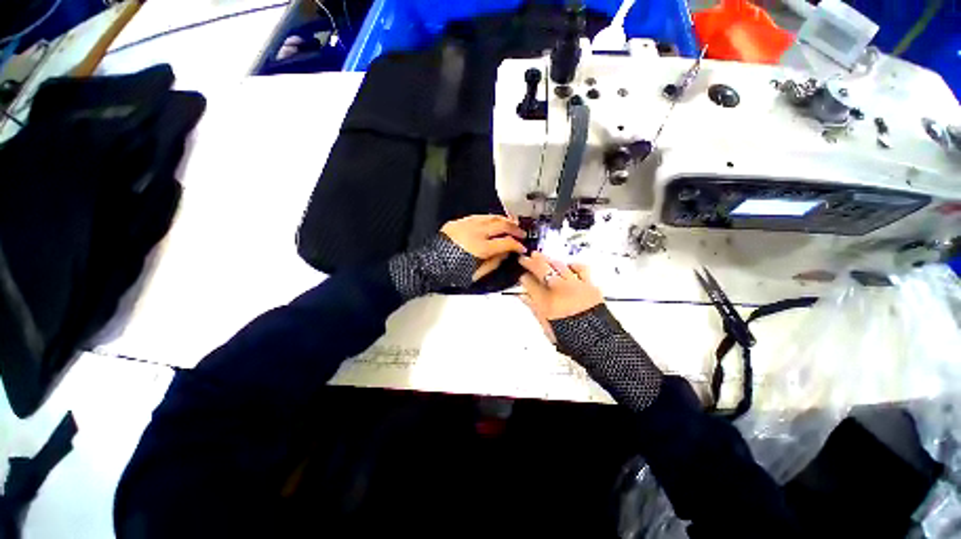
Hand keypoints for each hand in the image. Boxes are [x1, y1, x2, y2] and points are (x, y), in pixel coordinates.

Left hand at [441, 215, 526, 281]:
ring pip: (491, 217)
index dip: (517, 245)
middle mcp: (475, 232)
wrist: (429, 264)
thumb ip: (493, 264)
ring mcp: (466, 225)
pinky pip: (478, 216)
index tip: (522, 248)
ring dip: (504, 219)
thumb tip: (506, 255)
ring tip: (512, 223)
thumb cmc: (451, 273)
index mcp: (481, 248)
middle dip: (514, 229)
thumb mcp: (475, 275)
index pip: (506, 242)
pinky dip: (489, 218)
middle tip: (521, 233)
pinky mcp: (458, 222)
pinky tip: (493, 220)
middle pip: (501, 225)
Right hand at [518, 252, 603, 342]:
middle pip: (541, 269)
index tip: (521, 276)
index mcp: (546, 301)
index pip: (530, 284)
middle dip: (530, 262)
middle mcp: (558, 289)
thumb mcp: (547, 326)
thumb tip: (523, 296)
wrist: (598, 341)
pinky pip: (580, 268)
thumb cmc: (570, 337)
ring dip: (547, 260)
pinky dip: (572, 264)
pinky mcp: (588, 284)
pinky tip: (567, 264)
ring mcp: (574, 285)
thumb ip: (534, 308)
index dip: (523, 278)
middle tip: (525, 258)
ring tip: (539, 256)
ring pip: (557, 266)